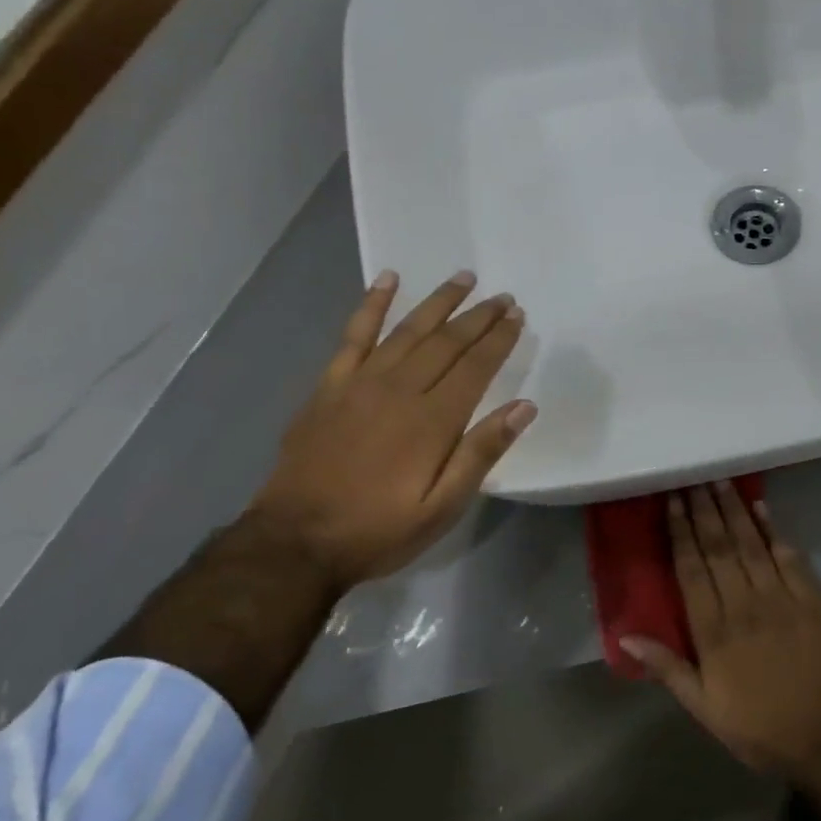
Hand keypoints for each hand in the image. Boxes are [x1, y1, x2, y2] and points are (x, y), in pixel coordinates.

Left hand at [251, 270, 535, 593]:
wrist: (296, 540)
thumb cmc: (378, 530)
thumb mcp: (442, 507)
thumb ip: (481, 453)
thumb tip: (523, 407)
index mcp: (433, 420)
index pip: (476, 367)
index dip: (499, 340)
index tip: (517, 317)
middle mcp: (400, 389)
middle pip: (446, 342)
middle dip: (478, 317)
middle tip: (502, 297)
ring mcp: (360, 382)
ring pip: (407, 330)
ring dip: (438, 302)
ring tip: (462, 279)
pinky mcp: (330, 386)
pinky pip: (353, 335)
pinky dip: (371, 304)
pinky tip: (386, 279)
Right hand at [623, 483, 820, 777]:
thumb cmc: (758, 727)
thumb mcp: (703, 708)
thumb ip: (667, 666)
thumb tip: (626, 634)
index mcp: (714, 630)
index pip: (691, 569)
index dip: (680, 532)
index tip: (672, 502)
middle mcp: (745, 605)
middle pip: (719, 548)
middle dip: (704, 510)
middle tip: (693, 478)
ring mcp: (781, 600)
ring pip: (751, 545)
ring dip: (734, 511)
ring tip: (720, 482)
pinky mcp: (811, 602)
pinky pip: (790, 558)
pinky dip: (775, 531)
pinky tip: (762, 509)